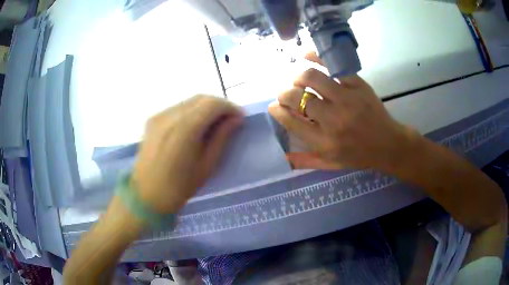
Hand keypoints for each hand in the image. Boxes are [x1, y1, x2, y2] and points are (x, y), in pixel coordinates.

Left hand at [132, 95, 241, 213]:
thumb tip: (236, 119)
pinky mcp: (152, 119)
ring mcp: (159, 116)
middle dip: (219, 105)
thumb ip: (221, 138)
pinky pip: (177, 108)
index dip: (230, 107)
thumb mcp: (207, 166)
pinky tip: (194, 125)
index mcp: (185, 129)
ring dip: (205, 107)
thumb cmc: (179, 187)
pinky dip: (191, 111)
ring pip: (189, 101)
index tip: (240, 118)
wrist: (146, 195)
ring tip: (213, 122)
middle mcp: (170, 116)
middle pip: (201, 98)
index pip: (213, 104)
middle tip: (229, 119)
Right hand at [269, 52, 413, 169]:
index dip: (278, 111)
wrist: (389, 145)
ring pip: (312, 77)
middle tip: (285, 93)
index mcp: (324, 142)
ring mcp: (347, 99)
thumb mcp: (331, 165)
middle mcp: (333, 120)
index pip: (291, 121)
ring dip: (298, 76)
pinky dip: (317, 57)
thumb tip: (283, 156)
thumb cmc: (359, 156)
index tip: (273, 106)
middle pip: (298, 97)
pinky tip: (306, 54)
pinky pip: (334, 66)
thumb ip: (306, 161)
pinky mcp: (358, 85)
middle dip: (284, 93)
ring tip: (298, 80)